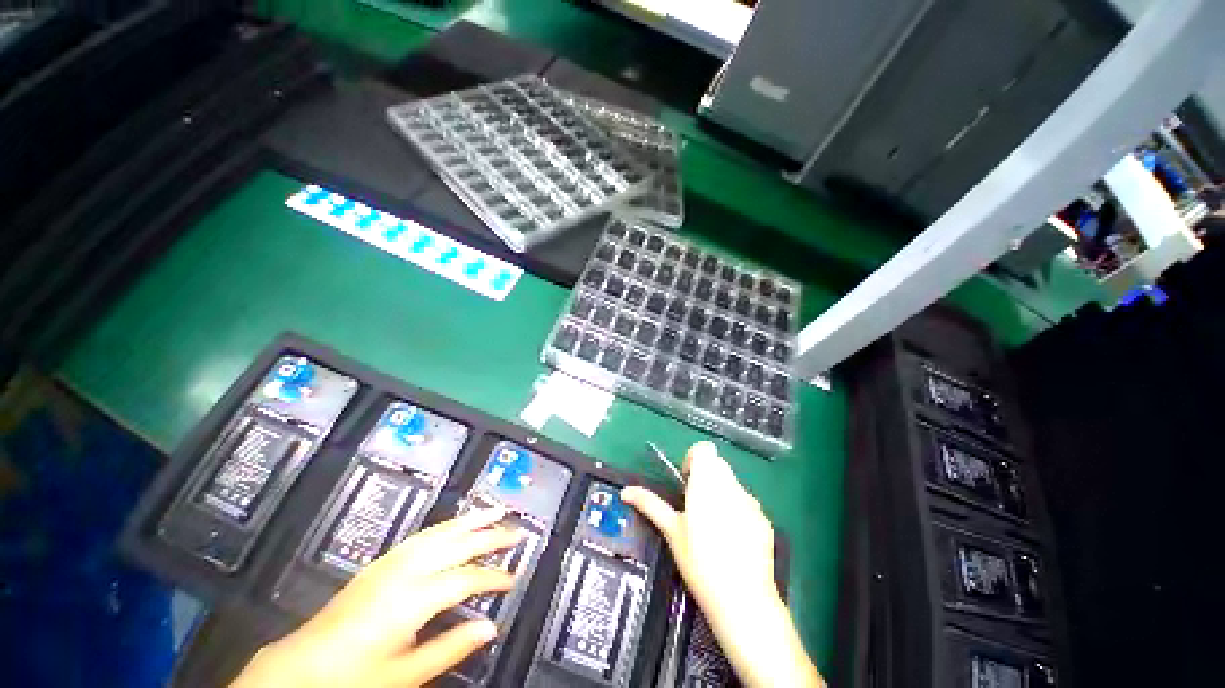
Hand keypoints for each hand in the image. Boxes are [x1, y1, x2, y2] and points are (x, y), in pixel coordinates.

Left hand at [231, 507, 522, 687]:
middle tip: (517, 532)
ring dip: (470, 519)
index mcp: (412, 598)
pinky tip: (455, 525)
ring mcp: (390, 562)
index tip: (513, 580)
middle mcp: (404, 570)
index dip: (492, 578)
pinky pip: (422, 535)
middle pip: (457, 544)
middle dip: (490, 536)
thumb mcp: (404, 675)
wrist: (299, 668)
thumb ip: (450, 647)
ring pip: (440, 531)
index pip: (465, 579)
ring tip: (495, 510)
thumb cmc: (354, 677)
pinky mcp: (380, 563)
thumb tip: (491, 627)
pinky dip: (446, 525)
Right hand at [622, 441, 822, 687]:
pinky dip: (737, 510)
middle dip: (705, 477)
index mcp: (707, 482)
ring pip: (732, 483)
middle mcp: (731, 486)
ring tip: (713, 525)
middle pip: (718, 464)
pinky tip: (732, 539)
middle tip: (695, 505)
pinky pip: (747, 503)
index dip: (693, 459)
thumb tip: (626, 491)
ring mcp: (751, 502)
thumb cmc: (700, 562)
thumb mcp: (672, 531)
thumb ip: (650, 505)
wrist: (743, 599)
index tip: (686, 483)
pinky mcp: (764, 520)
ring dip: (720, 493)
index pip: (704, 449)